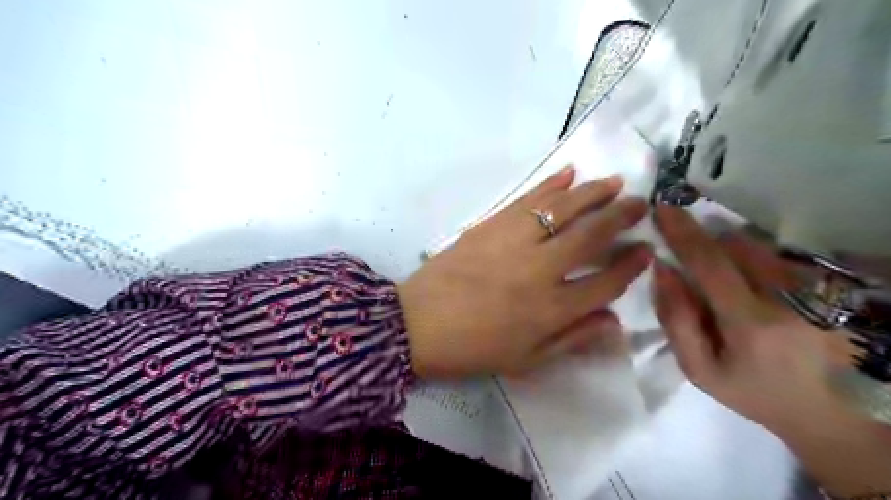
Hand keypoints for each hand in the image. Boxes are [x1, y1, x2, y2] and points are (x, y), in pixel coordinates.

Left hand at [400, 168, 652, 377]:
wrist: (418, 324)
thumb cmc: (473, 348)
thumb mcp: (527, 360)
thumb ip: (573, 339)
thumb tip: (614, 322)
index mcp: (552, 309)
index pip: (606, 283)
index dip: (631, 266)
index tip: (646, 250)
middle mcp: (540, 270)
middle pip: (591, 236)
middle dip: (621, 218)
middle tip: (640, 204)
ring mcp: (514, 242)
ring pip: (563, 209)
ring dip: (592, 192)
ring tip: (614, 182)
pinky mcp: (490, 225)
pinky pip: (527, 199)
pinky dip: (550, 184)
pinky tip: (568, 173)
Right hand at [653, 205, 855, 430]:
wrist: (828, 412)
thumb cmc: (752, 392)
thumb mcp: (699, 369)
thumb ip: (676, 319)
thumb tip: (662, 270)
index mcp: (750, 323)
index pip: (710, 264)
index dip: (683, 233)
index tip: (663, 209)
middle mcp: (787, 298)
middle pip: (735, 246)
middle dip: (704, 242)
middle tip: (686, 254)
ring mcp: (813, 290)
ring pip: (757, 247)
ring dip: (728, 252)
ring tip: (722, 283)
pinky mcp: (826, 288)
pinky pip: (775, 257)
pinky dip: (751, 261)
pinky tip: (749, 289)